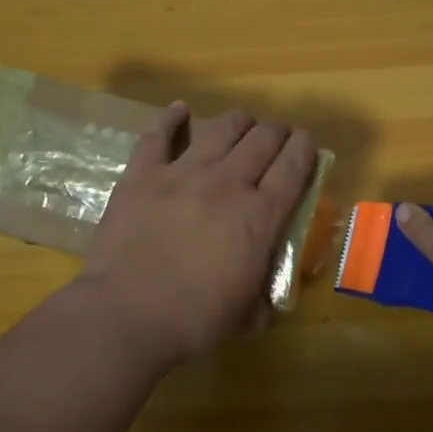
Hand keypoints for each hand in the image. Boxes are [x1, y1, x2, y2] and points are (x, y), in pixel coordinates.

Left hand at [79, 102, 317, 369]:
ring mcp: (183, 173)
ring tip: (241, 123)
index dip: (305, 148)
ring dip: (238, 121)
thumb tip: (268, 301)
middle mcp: (228, 183)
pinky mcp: (143, 175)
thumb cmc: (194, 321)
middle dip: (276, 131)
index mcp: (260, 215)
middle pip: (262, 138)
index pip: (294, 166)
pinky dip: (171, 118)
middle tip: (276, 137)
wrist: (126, 316)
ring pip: (221, 128)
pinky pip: (159, 135)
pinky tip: (179, 110)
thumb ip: (264, 298)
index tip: (306, 144)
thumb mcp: (248, 316)